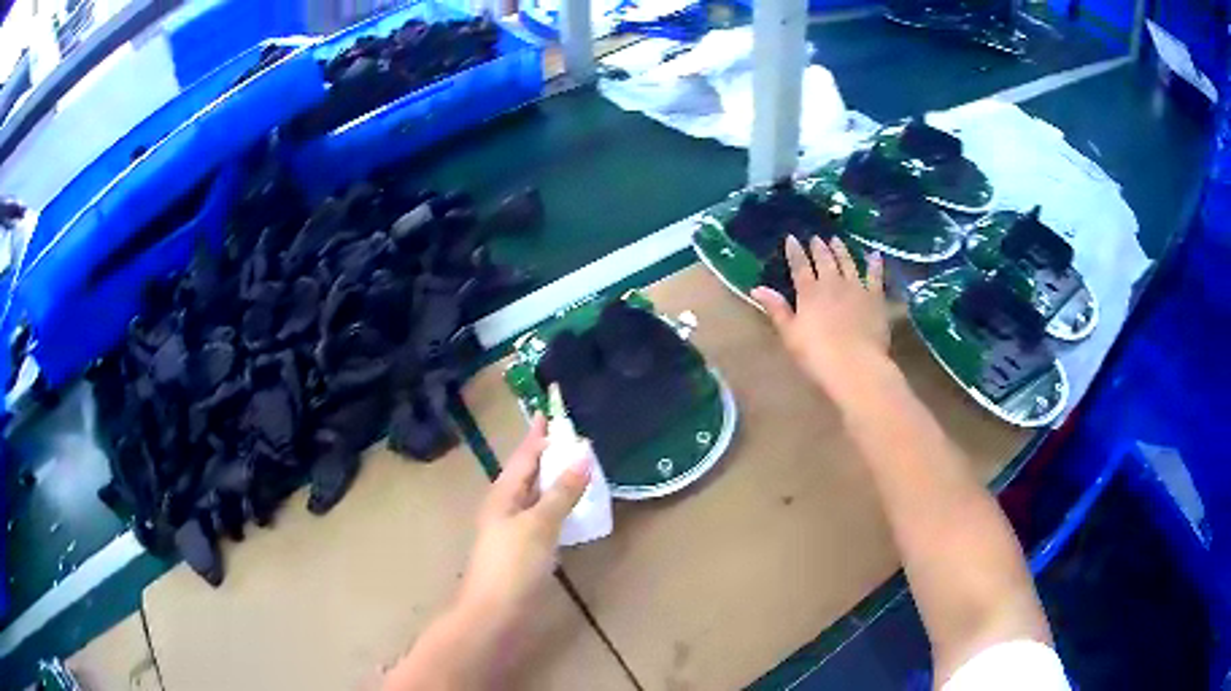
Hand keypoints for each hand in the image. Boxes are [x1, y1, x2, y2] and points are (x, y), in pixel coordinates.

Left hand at [385, 416, 590, 690]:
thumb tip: (583, 454)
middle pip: (529, 473)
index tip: (551, 410)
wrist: (494, 613)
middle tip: (574, 436)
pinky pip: (544, 517)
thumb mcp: (539, 524)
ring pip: (537, 496)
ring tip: (579, 465)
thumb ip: (561, 492)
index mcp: (503, 494)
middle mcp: (506, 507)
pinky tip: (573, 508)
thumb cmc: (512, 565)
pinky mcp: (525, 551)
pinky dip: (559, 506)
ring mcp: (514, 531)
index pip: (524, 455)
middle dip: (549, 454)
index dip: (539, 434)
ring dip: (556, 480)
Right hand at [751, 235, 889, 396]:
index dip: (795, 251)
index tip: (791, 238)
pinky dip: (874, 264)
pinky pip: (875, 276)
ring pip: (847, 262)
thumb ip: (776, 309)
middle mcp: (832, 283)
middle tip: (816, 238)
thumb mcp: (790, 334)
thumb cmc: (817, 355)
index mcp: (809, 292)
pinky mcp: (875, 298)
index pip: (799, 266)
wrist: (856, 365)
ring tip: (836, 240)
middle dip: (819, 247)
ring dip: (841, 250)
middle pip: (824, 260)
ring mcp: (856, 288)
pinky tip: (874, 255)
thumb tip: (757, 288)